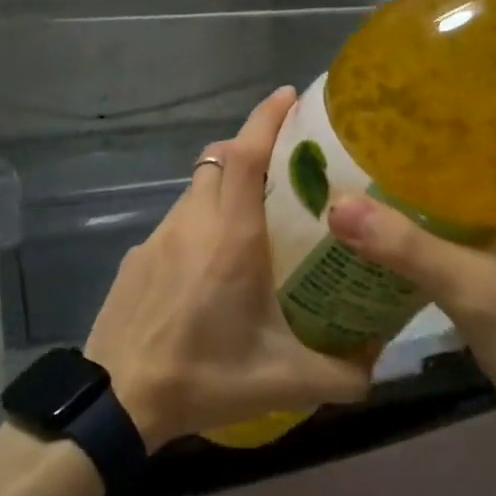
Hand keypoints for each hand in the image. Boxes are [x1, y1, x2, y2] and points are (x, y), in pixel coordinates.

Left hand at [85, 87, 372, 449]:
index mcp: (231, 237)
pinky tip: (210, 268)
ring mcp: (157, 237)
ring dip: (224, 188)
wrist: (117, 400)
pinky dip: (199, 223)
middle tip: (287, 167)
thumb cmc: (204, 378)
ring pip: (196, 190)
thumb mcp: (285, 381)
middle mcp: (192, 222)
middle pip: (219, 159)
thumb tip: (378, 366)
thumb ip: (343, 374)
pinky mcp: (135, 257)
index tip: (289, 95)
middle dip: (251, 147)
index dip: (267, 118)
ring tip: (254, 222)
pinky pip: (176, 223)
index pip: (246, 154)